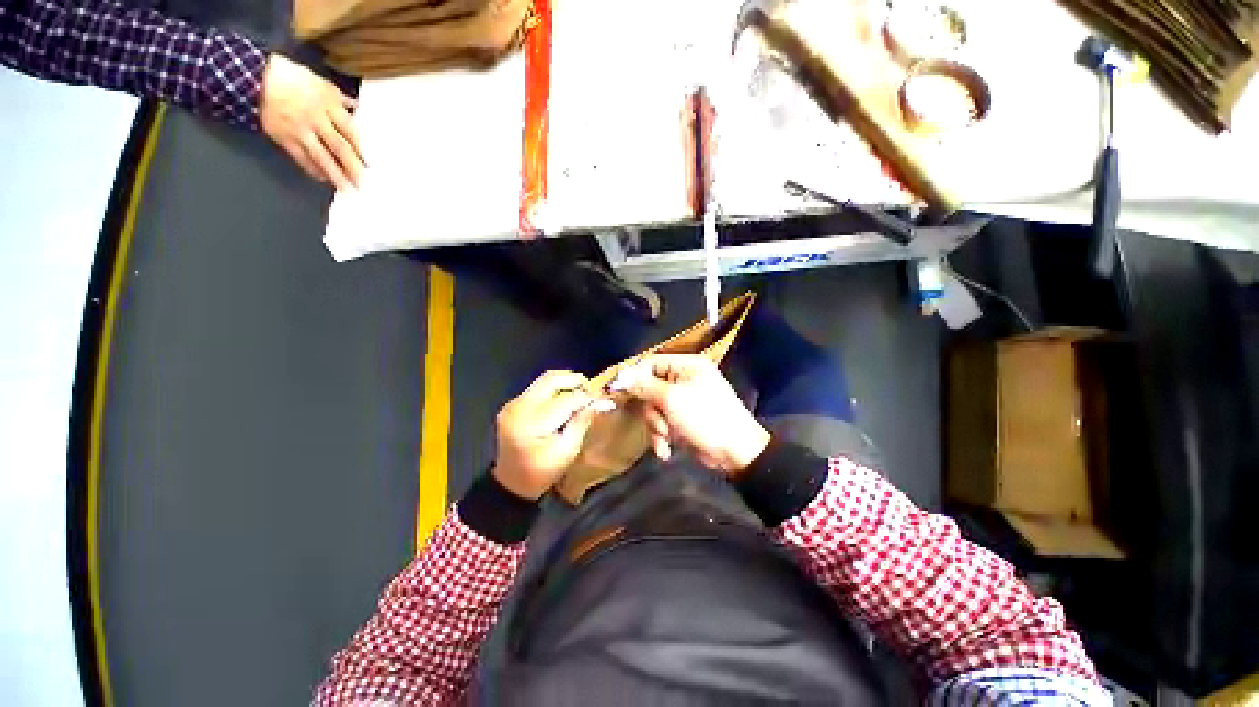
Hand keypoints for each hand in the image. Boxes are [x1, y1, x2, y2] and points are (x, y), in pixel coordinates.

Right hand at [259, 54, 364, 190]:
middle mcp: (316, 120)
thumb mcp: (320, 82)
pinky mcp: (283, 138)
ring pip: (322, 157)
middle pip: (339, 148)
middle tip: (364, 184)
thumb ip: (340, 98)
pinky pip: (301, 158)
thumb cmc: (291, 77)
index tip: (372, 165)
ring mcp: (299, 130)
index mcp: (328, 106)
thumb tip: (357, 108)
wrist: (253, 77)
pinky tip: (323, 179)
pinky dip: (313, 170)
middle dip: (353, 168)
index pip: (351, 132)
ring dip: (335, 175)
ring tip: (347, 190)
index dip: (362, 150)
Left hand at [493, 371, 599, 500]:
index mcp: (532, 423)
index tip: (602, 401)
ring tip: (580, 394)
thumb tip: (602, 402)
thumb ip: (582, 422)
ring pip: (545, 379)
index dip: (586, 398)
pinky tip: (565, 400)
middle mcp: (519, 407)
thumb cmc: (542, 472)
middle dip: (575, 380)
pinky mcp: (513, 404)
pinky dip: (556, 389)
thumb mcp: (567, 451)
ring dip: (566, 382)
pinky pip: (538, 387)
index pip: (565, 399)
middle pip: (551, 379)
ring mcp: (513, 404)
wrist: (511, 484)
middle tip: (591, 390)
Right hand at [624, 354, 769, 475]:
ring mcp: (684, 400)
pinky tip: (666, 450)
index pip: (652, 363)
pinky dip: (662, 436)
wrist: (735, 452)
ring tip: (665, 439)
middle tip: (658, 424)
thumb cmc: (705, 418)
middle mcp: (685, 379)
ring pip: (654, 408)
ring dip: (656, 427)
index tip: (620, 391)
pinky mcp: (684, 419)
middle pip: (650, 388)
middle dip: (651, 411)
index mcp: (687, 366)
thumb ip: (644, 386)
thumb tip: (621, 376)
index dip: (635, 377)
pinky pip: (663, 422)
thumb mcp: (671, 400)